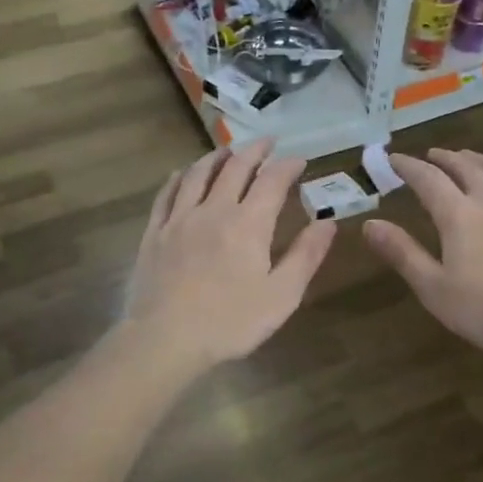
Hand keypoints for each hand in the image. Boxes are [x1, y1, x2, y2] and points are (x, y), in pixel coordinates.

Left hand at [124, 140, 335, 371]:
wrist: (165, 339)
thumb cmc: (230, 322)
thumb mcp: (281, 295)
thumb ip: (306, 255)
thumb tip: (328, 222)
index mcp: (248, 223)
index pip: (272, 181)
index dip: (287, 166)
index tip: (299, 160)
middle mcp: (213, 210)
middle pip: (235, 168)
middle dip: (254, 151)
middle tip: (267, 142)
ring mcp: (179, 219)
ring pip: (198, 174)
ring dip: (216, 157)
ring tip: (228, 151)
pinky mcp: (154, 233)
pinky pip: (167, 194)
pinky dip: (179, 178)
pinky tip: (183, 174)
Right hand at [364, 148, 482, 355]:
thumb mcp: (434, 287)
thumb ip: (403, 253)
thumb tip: (370, 224)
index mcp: (458, 216)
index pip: (428, 180)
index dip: (408, 166)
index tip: (393, 158)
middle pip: (463, 167)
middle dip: (442, 158)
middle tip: (429, 154)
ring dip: (474, 158)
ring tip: (464, 156)